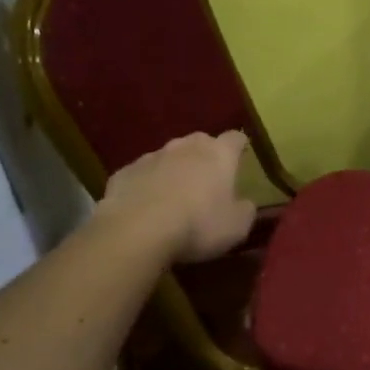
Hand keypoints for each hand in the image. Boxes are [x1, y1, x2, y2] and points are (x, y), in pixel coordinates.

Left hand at [96, 130, 257, 263]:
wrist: (137, 231)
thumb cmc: (198, 225)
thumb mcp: (237, 227)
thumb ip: (245, 210)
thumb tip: (245, 203)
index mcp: (218, 154)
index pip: (235, 138)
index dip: (239, 148)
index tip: (241, 158)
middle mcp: (185, 146)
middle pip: (200, 143)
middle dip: (205, 157)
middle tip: (207, 181)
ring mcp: (151, 156)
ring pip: (168, 157)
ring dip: (174, 170)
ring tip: (174, 197)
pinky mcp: (124, 172)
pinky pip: (142, 175)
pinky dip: (147, 185)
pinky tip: (145, 207)